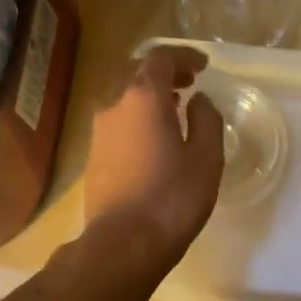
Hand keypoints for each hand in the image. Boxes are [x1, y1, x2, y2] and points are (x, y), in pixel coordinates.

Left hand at [84, 46, 224, 263]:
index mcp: (143, 98)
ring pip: (124, 100)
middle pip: (137, 74)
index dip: (183, 56)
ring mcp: (99, 133)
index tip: (203, 66)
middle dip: (165, 73)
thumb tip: (199, 101)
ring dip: (149, 98)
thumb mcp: (206, 158)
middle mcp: (114, 106)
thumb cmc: (172, 198)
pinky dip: (138, 119)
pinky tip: (154, 140)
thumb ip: (206, 120)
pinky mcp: (94, 158)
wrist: (124, 244)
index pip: (160, 58)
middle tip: (190, 84)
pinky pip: (118, 124)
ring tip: (175, 111)